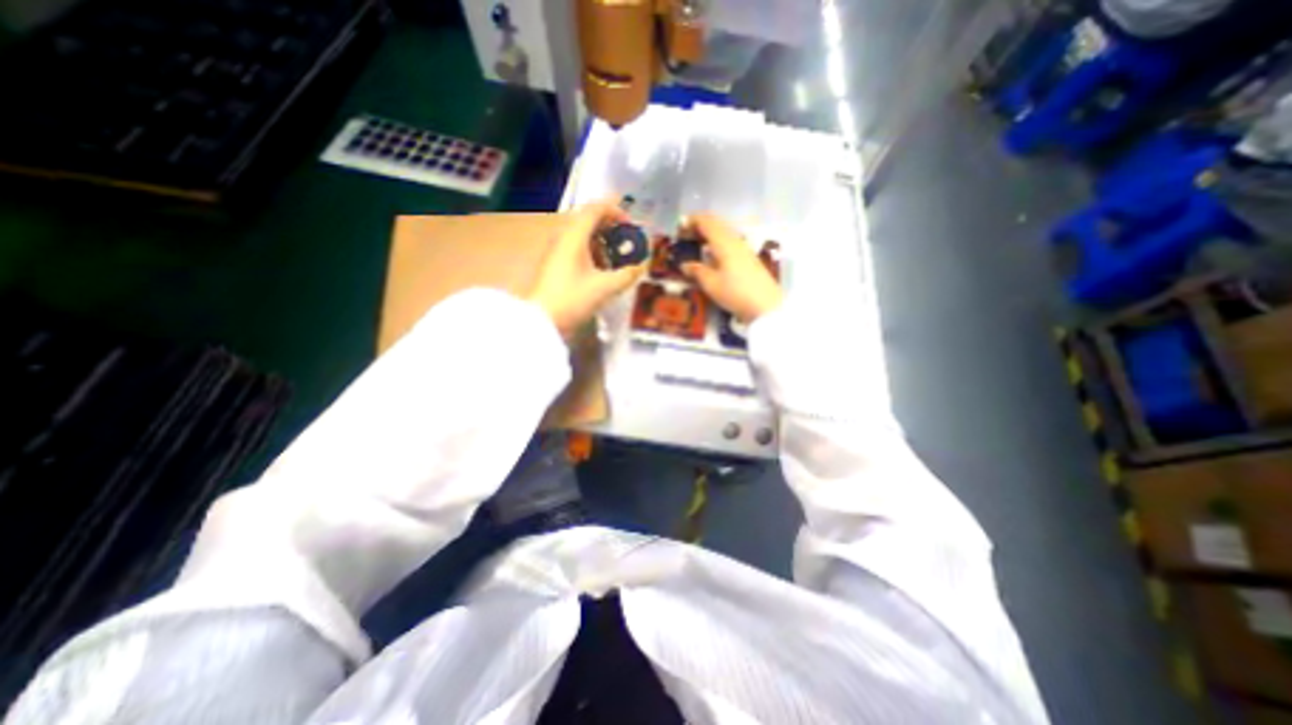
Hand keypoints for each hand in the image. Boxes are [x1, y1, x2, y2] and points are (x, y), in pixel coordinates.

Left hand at [528, 196, 642, 337]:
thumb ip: (628, 274)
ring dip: (602, 241)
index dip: (616, 211)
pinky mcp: (554, 263)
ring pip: (582, 235)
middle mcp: (563, 237)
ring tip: (617, 256)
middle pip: (588, 220)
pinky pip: (576, 248)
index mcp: (574, 236)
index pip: (596, 209)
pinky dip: (592, 252)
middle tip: (627, 239)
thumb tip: (642, 265)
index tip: (632, 225)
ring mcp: (556, 250)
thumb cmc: (573, 300)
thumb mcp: (606, 288)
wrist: (542, 321)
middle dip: (611, 227)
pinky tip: (602, 269)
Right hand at [680, 211, 782, 322]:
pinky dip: (717, 241)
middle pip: (716, 223)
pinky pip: (729, 241)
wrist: (765, 305)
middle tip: (685, 234)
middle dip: (699, 225)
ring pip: (724, 231)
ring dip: (709, 233)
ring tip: (696, 243)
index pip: (706, 222)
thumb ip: (697, 271)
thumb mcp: (711, 284)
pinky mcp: (748, 257)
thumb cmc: (735, 293)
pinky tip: (712, 254)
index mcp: (723, 242)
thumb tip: (685, 265)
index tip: (679, 227)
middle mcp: (735, 240)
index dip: (692, 221)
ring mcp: (744, 248)